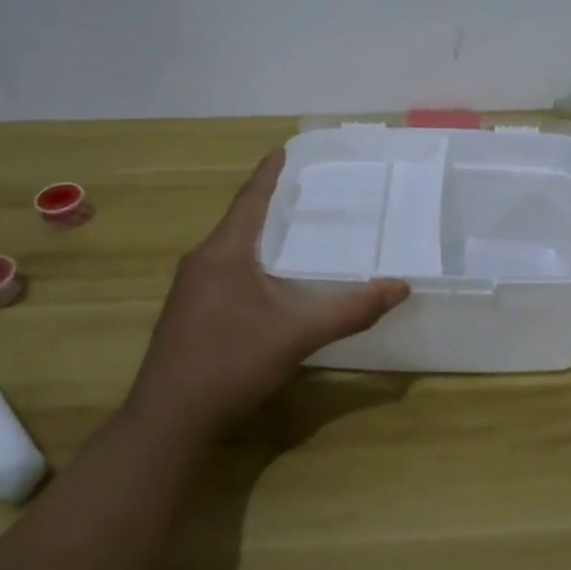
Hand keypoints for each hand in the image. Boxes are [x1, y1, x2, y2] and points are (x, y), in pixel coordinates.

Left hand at [129, 150, 410, 435]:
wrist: (169, 419)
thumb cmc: (232, 361)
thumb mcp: (298, 334)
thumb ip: (350, 310)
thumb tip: (400, 288)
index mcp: (224, 253)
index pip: (250, 200)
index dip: (269, 175)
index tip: (284, 151)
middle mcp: (201, 262)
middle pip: (238, 222)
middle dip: (268, 204)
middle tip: (302, 193)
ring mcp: (188, 290)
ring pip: (229, 250)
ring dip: (257, 237)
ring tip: (289, 233)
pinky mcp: (186, 315)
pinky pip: (221, 273)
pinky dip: (247, 264)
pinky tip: (265, 283)